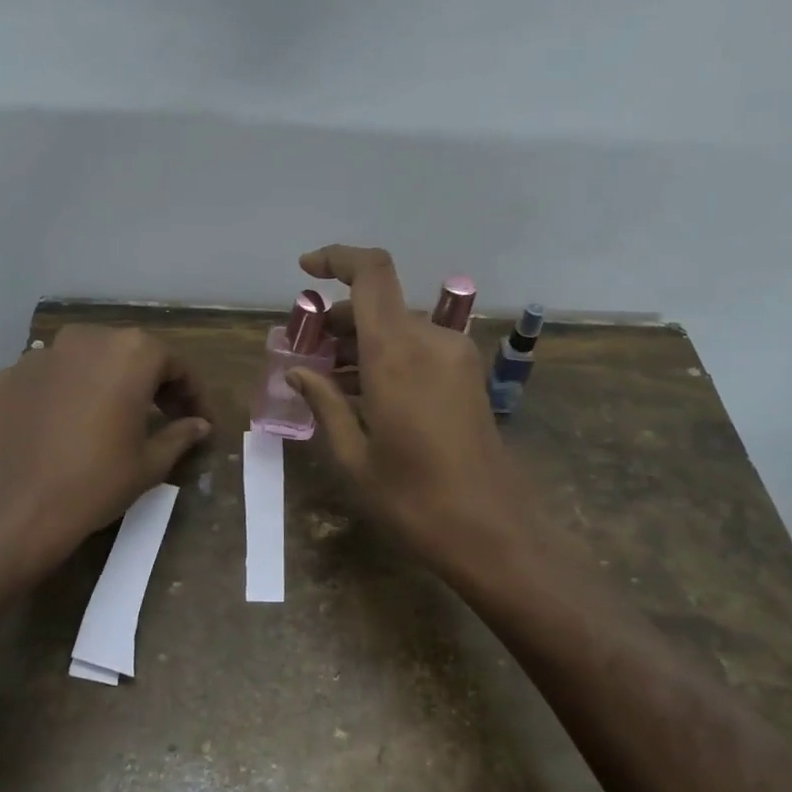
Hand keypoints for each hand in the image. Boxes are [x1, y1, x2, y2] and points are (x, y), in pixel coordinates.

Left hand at [0, 325, 212, 569]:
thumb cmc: (96, 483)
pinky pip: (45, 380)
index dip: (192, 393)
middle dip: (148, 381)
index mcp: (129, 353)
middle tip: (161, 414)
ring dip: (102, 382)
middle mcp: (84, 340)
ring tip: (108, 418)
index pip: (173, 364)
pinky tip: (62, 427)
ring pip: (83, 361)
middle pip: (127, 353)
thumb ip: (180, 435)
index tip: (200, 420)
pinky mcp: (4, 377)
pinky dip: (60, 395)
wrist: (15, 511)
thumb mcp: (150, 464)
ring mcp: (38, 356)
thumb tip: (199, 425)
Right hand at [286, 246, 531, 577]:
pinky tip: (362, 392)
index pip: (371, 273)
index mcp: (397, 354)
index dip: (337, 258)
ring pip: (397, 326)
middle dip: (336, 319)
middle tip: (303, 353)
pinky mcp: (467, 376)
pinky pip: (417, 348)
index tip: (305, 269)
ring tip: (325, 377)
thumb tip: (297, 371)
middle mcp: (430, 341)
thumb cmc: (413, 500)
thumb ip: (324, 403)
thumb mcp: (354, 456)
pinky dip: (386, 356)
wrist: (494, 533)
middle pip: (379, 303)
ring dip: (360, 341)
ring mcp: (455, 357)